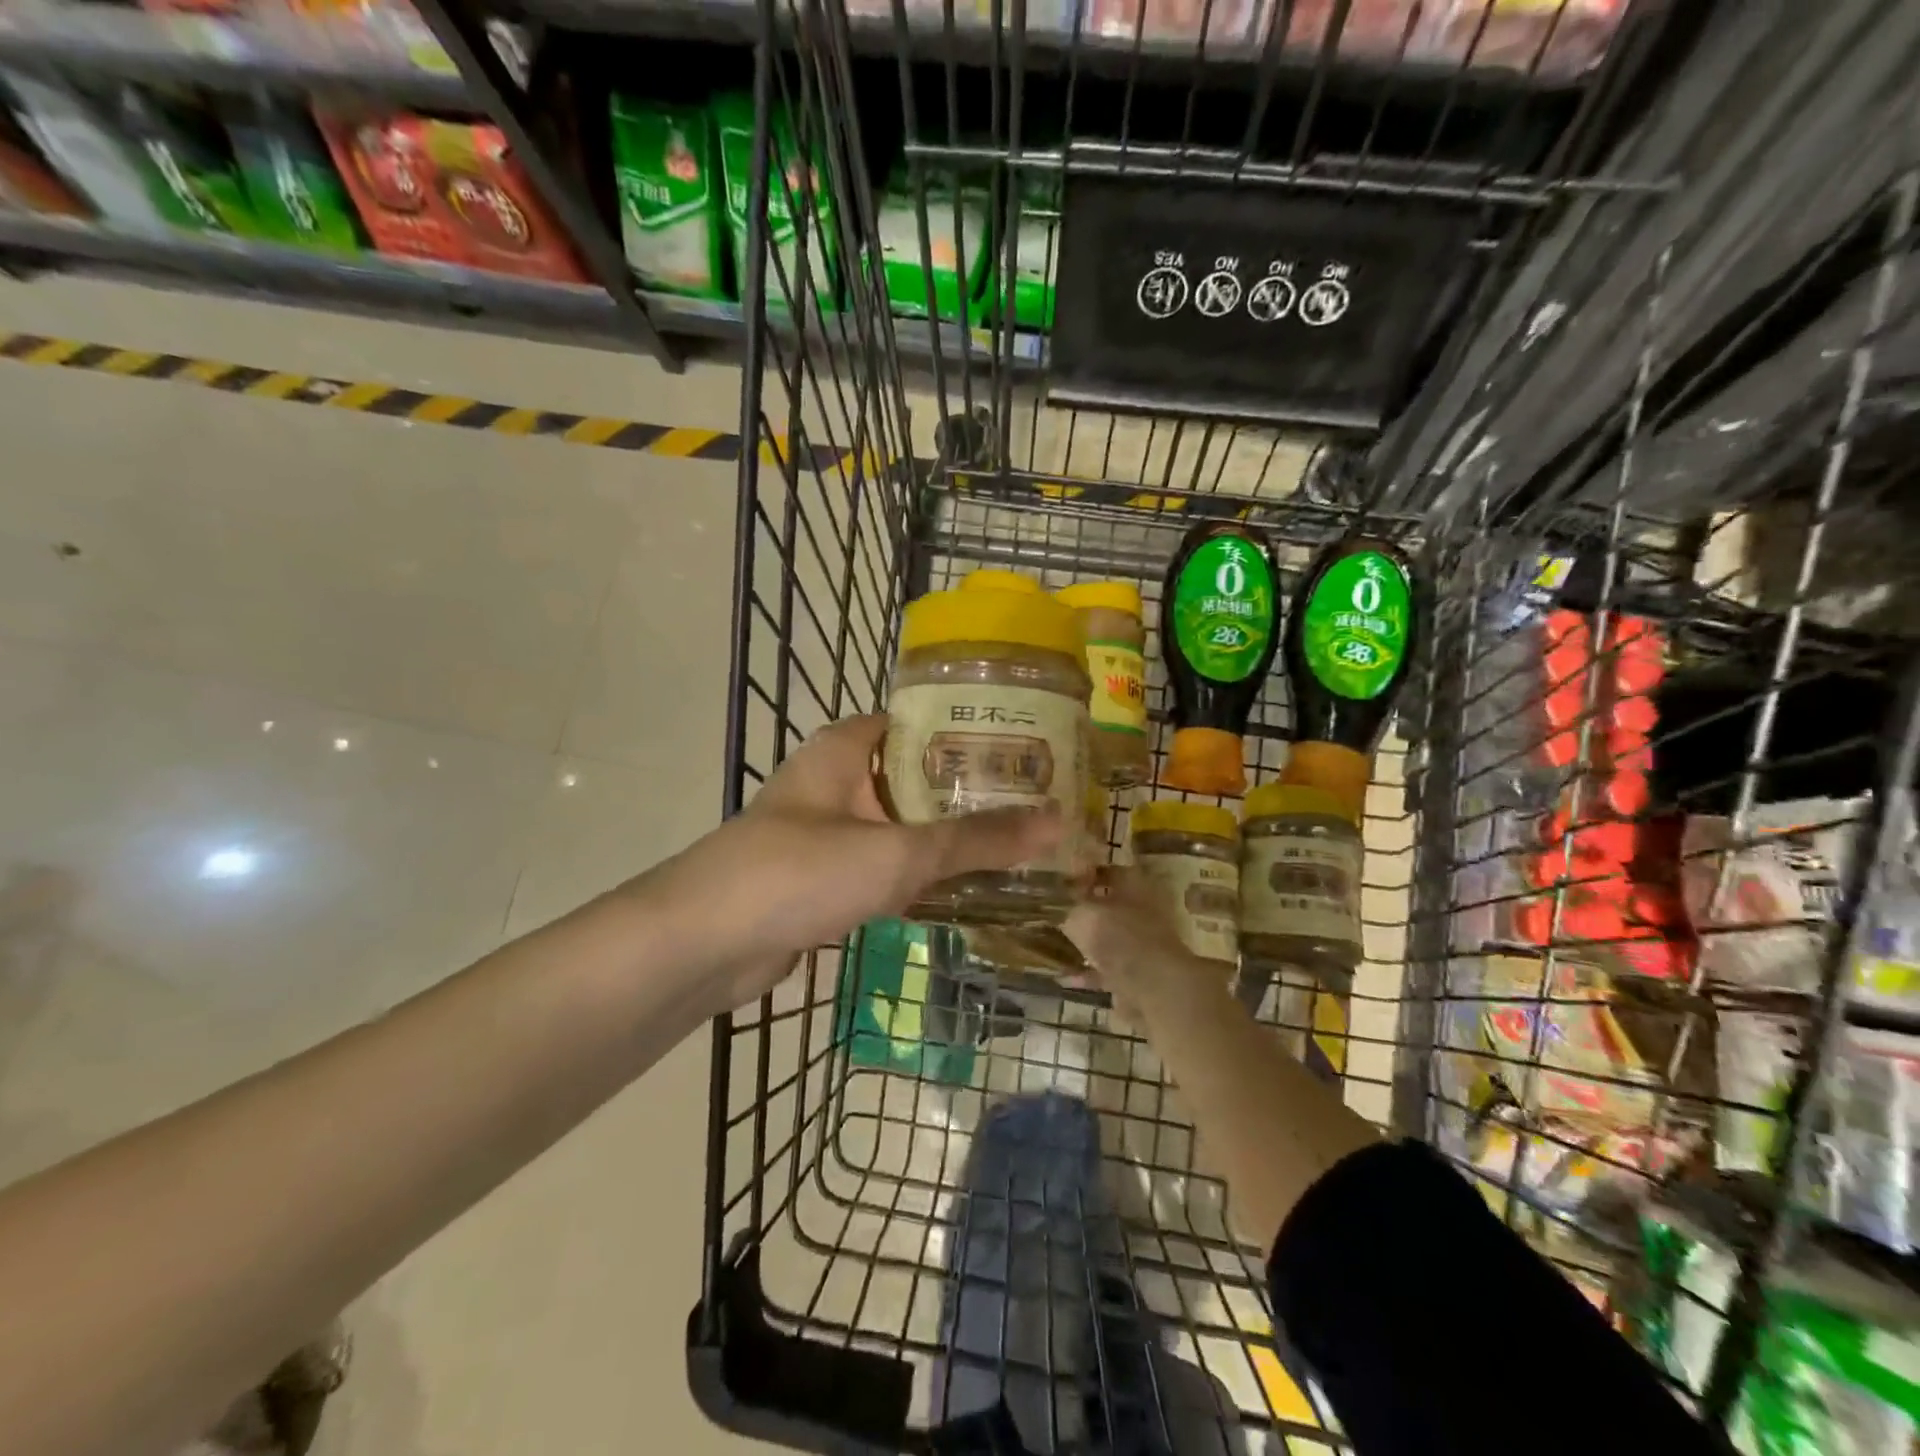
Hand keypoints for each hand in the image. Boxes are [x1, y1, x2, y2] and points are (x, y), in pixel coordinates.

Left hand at [655, 715, 1062, 1011]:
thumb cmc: (799, 872)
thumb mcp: (896, 852)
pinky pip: (885, 866)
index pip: (921, 721)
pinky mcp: (823, 878)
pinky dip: (921, 876)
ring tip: (1018, 844)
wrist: (703, 945)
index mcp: (846, 748)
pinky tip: (967, 889)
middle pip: (917, 776)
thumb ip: (976, 840)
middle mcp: (836, 780)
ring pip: (902, 826)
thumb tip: (1058, 823)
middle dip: (970, 793)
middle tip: (1038, 802)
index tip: (1030, 747)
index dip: (973, 731)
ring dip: (949, 838)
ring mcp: (827, 831)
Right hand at [1062, 867, 1193, 1012]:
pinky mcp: (1141, 973)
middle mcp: (1145, 909)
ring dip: (1088, 942)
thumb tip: (1057, 904)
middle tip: (1057, 913)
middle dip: (1085, 910)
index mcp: (1136, 883)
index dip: (1084, 874)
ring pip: (1111, 937)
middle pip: (1111, 904)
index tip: (1061, 882)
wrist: (1154, 987)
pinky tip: (1067, 976)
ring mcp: (1145, 942)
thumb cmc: (1118, 936)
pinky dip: (1090, 971)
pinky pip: (1110, 967)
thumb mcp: (1081, 914)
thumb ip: (1067, 907)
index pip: (1109, 870)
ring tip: (1059, 944)